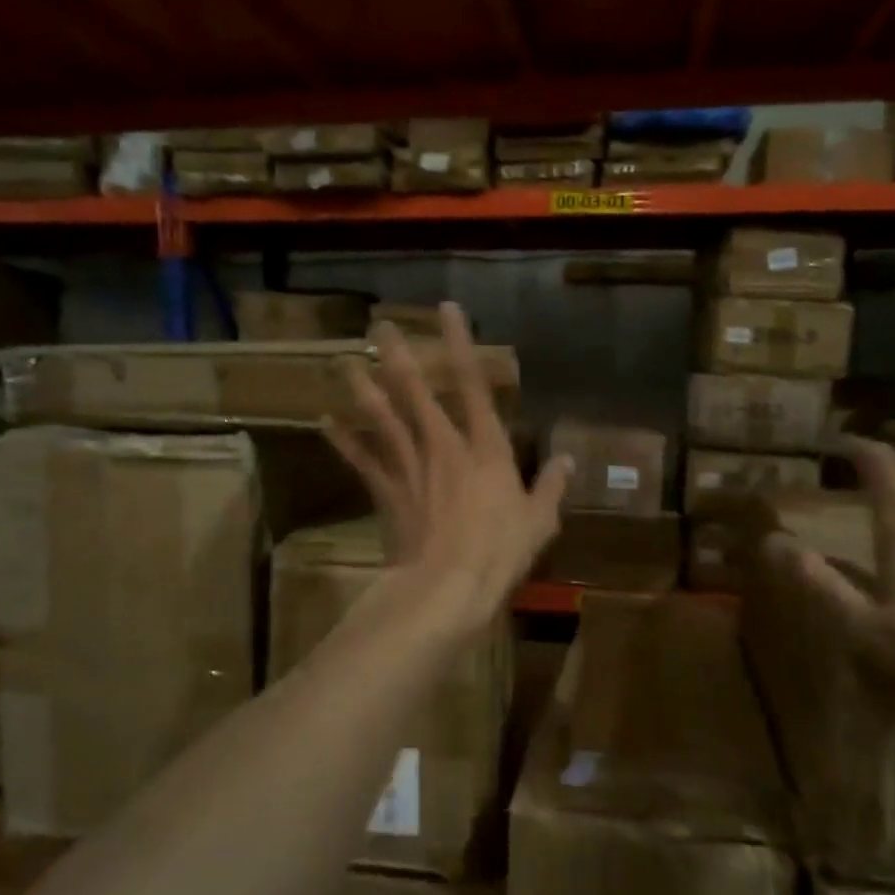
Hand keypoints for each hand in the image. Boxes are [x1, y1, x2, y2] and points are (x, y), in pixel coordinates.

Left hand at [322, 303, 571, 628]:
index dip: (460, 343)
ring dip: (363, 387)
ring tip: (345, 360)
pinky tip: (326, 421)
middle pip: (415, 391)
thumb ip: (552, 487)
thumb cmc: (499, 553)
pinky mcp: (387, 492)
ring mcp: (410, 467)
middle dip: (399, 354)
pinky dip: (343, 441)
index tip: (447, 309)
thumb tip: (569, 460)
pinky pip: (362, 460)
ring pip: (382, 417)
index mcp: (484, 448)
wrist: (447, 586)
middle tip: (380, 324)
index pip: (473, 384)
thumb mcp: (539, 521)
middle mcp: (443, 446)